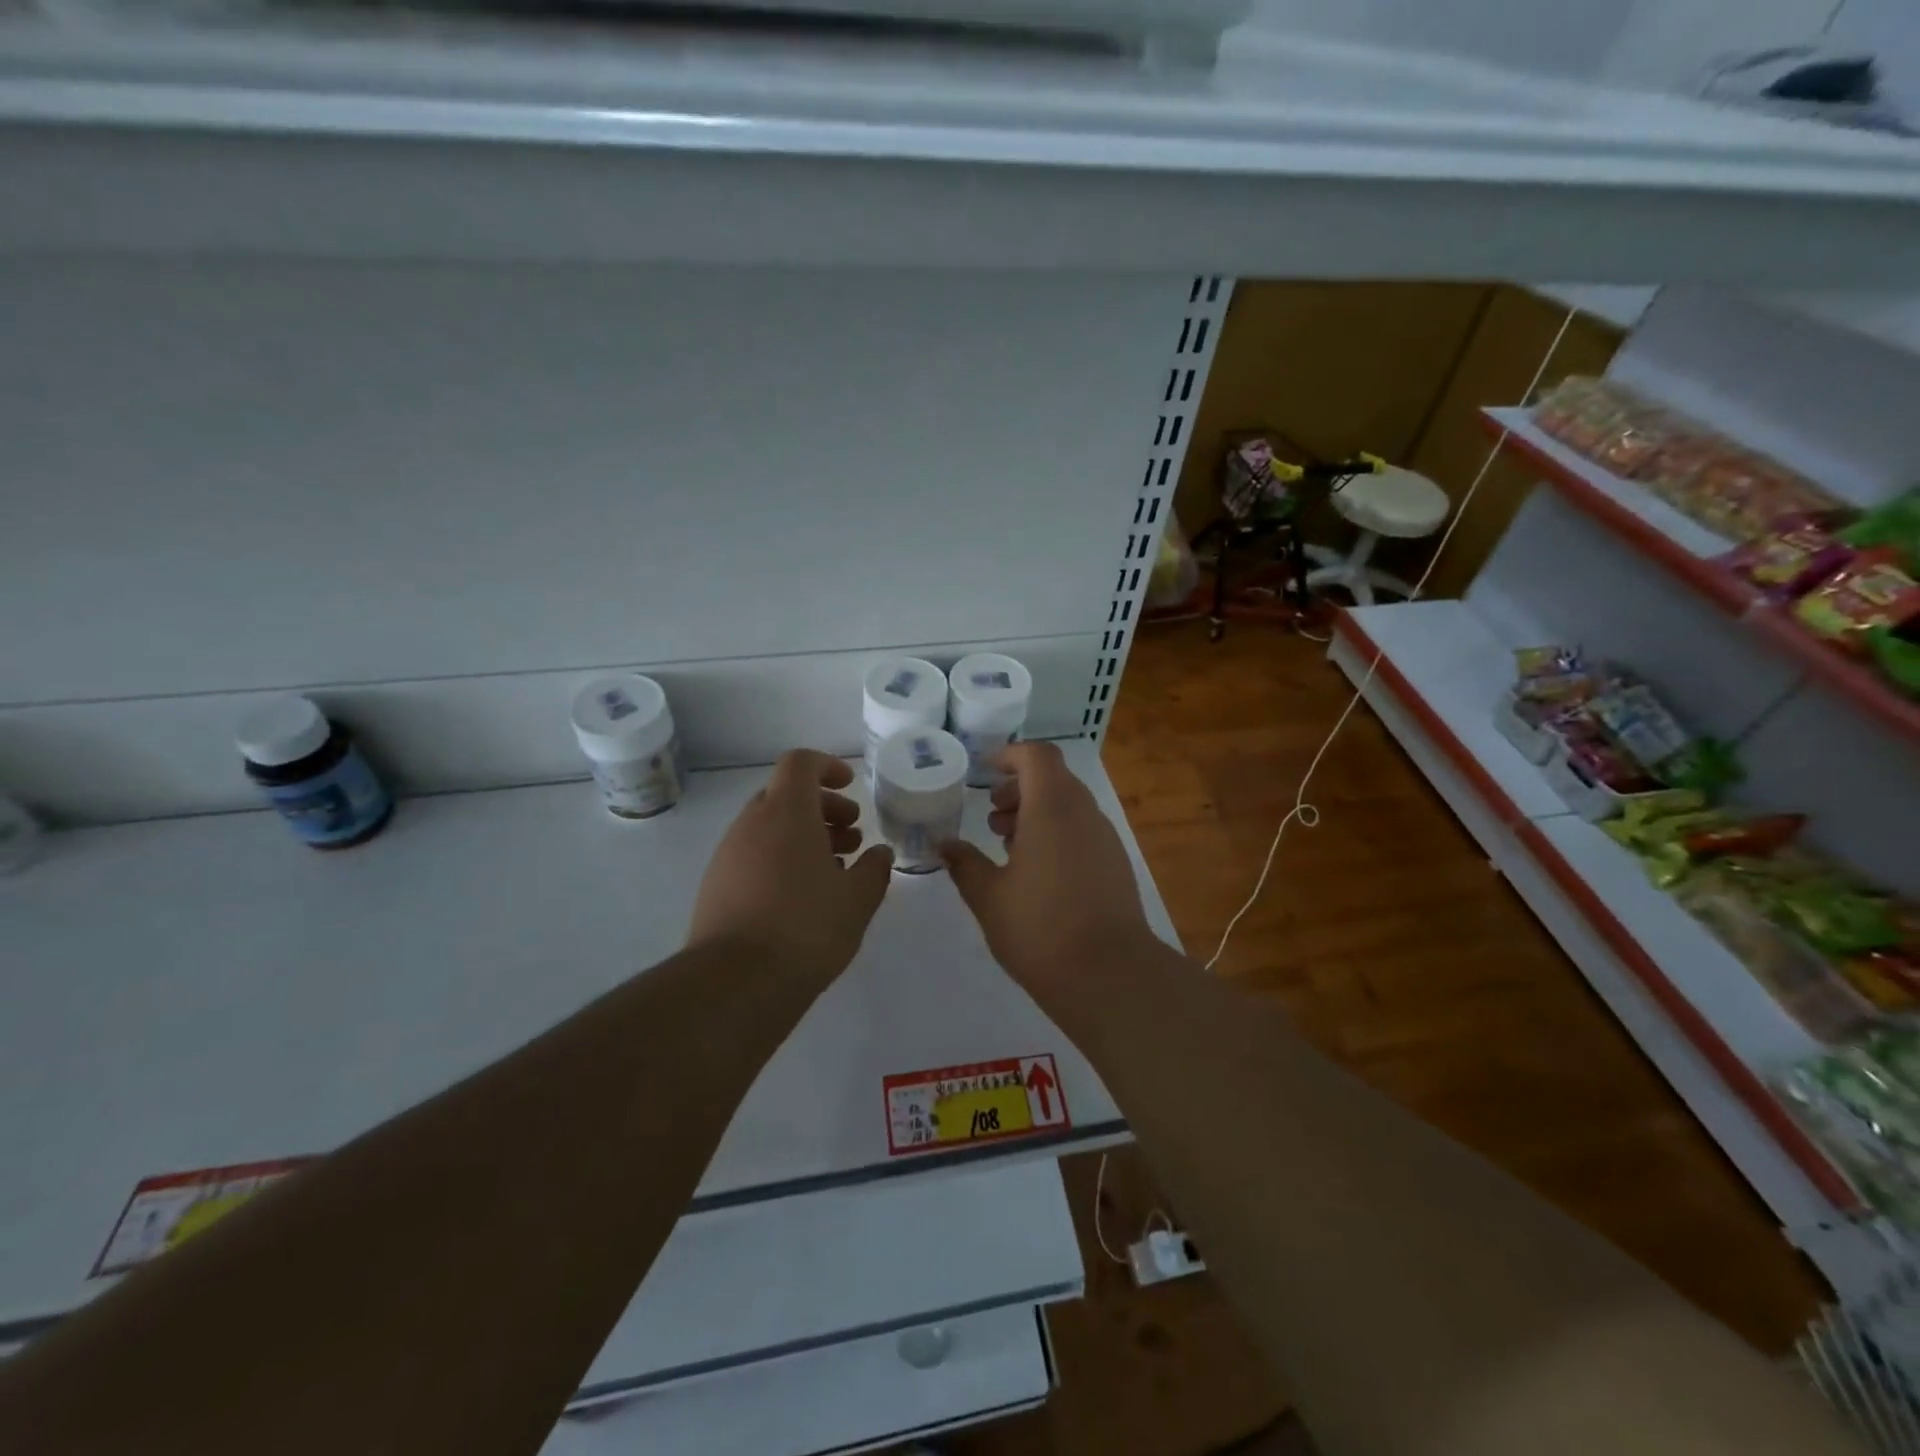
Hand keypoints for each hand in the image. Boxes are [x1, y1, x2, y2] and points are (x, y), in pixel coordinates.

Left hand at [688, 749, 893, 982]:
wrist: (735, 982)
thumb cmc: (806, 927)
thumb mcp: (858, 899)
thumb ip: (874, 869)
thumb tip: (878, 853)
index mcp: (786, 813)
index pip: (800, 763)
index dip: (827, 766)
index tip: (851, 786)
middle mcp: (751, 824)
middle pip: (786, 795)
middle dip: (822, 809)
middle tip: (852, 837)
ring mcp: (728, 855)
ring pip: (769, 828)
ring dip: (803, 837)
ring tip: (834, 870)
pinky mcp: (715, 886)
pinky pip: (753, 855)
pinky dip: (781, 860)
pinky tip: (802, 897)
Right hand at [942, 742, 1155, 1004]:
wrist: (1110, 975)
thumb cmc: (1040, 928)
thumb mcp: (989, 897)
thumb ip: (965, 864)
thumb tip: (945, 845)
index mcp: (1052, 807)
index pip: (1037, 756)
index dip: (1011, 755)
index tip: (986, 773)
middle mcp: (1084, 813)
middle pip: (1053, 779)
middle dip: (1019, 789)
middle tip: (992, 818)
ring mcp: (1105, 839)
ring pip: (1069, 806)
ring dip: (1037, 814)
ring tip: (1008, 848)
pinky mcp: (1116, 865)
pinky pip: (1083, 831)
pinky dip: (1057, 835)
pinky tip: (1037, 874)